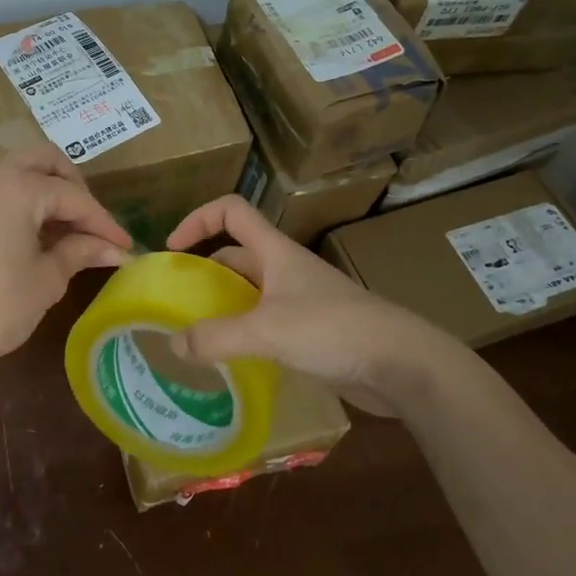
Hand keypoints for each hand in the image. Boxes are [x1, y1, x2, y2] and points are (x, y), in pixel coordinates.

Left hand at [0, 145, 132, 381]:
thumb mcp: (46, 280)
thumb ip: (81, 253)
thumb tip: (115, 250)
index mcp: (20, 187)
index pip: (75, 196)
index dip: (104, 222)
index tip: (126, 246)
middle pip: (46, 161)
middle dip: (76, 186)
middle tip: (93, 224)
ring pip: (23, 173)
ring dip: (51, 193)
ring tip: (73, 234)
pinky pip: (6, 192)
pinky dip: (30, 204)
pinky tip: (44, 239)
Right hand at [164, 194, 466, 410]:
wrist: (401, 363)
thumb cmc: (333, 330)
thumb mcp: (267, 331)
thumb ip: (216, 337)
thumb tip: (174, 343)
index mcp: (276, 252)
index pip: (232, 211)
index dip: (199, 219)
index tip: (173, 248)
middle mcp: (286, 269)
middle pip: (237, 254)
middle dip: (205, 271)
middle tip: (177, 301)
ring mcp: (301, 300)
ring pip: (251, 292)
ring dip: (223, 305)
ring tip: (194, 332)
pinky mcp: (312, 332)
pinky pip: (266, 323)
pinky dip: (244, 332)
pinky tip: (230, 358)